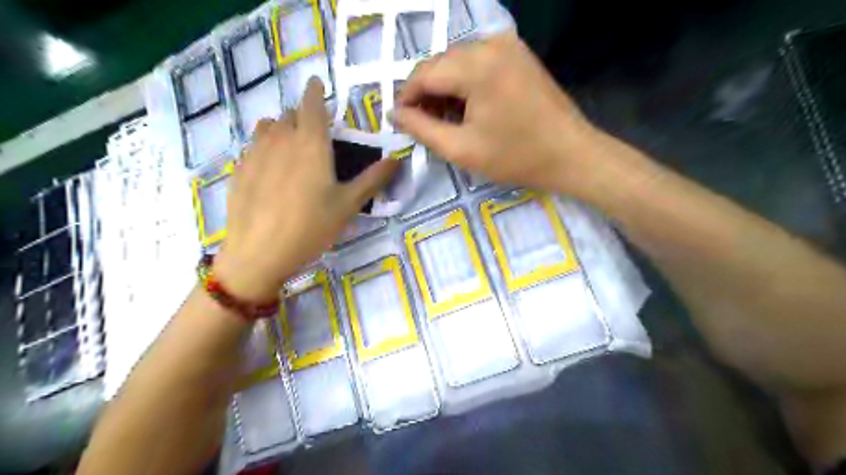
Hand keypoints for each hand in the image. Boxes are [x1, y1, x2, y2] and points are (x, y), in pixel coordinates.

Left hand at [212, 76, 396, 300]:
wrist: (259, 253)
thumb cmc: (311, 226)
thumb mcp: (349, 204)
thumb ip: (373, 179)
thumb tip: (397, 159)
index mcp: (310, 143)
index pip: (312, 103)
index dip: (315, 90)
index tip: (318, 84)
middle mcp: (280, 139)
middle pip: (290, 115)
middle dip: (303, 116)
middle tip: (315, 132)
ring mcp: (255, 153)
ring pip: (267, 127)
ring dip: (281, 128)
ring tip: (291, 146)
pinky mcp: (239, 170)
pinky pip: (252, 146)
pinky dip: (264, 146)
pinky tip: (270, 169)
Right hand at [391, 32, 596, 195]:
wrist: (571, 154)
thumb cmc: (516, 157)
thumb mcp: (461, 149)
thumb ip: (421, 128)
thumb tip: (395, 113)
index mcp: (476, 66)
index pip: (424, 73)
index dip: (407, 97)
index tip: (401, 121)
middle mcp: (490, 43)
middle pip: (440, 64)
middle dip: (426, 93)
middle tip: (424, 125)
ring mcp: (508, 45)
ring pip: (457, 62)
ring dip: (445, 88)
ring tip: (446, 120)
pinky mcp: (518, 53)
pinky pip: (478, 62)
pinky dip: (465, 82)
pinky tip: (467, 107)